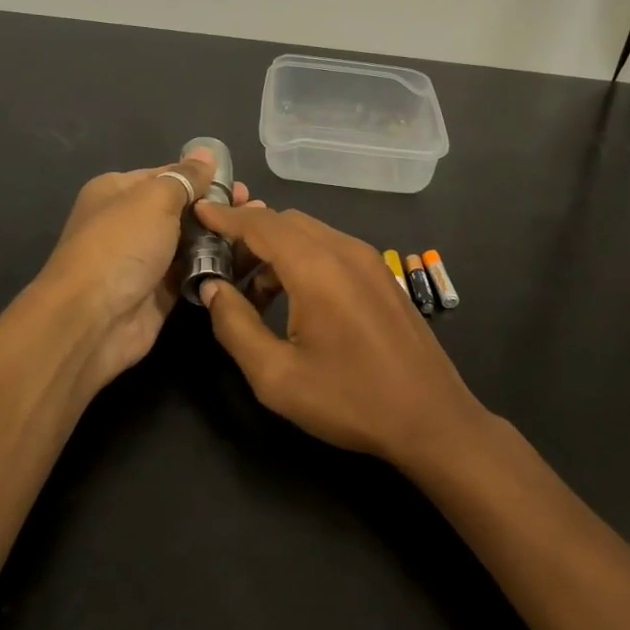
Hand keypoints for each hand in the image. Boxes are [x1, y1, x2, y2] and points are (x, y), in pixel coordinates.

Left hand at [38, 149, 260, 395]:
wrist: (93, 319)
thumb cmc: (121, 245)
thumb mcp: (154, 199)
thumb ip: (185, 177)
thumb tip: (206, 154)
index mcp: (118, 191)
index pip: (167, 175)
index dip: (202, 177)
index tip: (238, 183)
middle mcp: (129, 223)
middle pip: (182, 209)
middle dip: (217, 207)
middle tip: (253, 206)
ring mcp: (145, 260)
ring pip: (191, 242)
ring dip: (222, 236)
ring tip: (255, 232)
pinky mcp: (160, 293)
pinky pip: (194, 272)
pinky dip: (216, 266)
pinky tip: (247, 259)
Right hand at [193, 205, 485, 465]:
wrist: (432, 418)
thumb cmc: (350, 400)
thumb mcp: (277, 376)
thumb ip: (235, 326)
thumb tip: (214, 288)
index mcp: (317, 268)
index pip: (261, 225)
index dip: (226, 216)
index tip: (198, 211)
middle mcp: (345, 250)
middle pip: (286, 222)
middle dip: (249, 235)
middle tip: (221, 265)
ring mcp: (370, 261)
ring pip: (311, 234)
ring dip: (276, 250)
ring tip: (253, 294)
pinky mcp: (383, 276)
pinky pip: (333, 249)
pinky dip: (302, 259)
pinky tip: (293, 300)